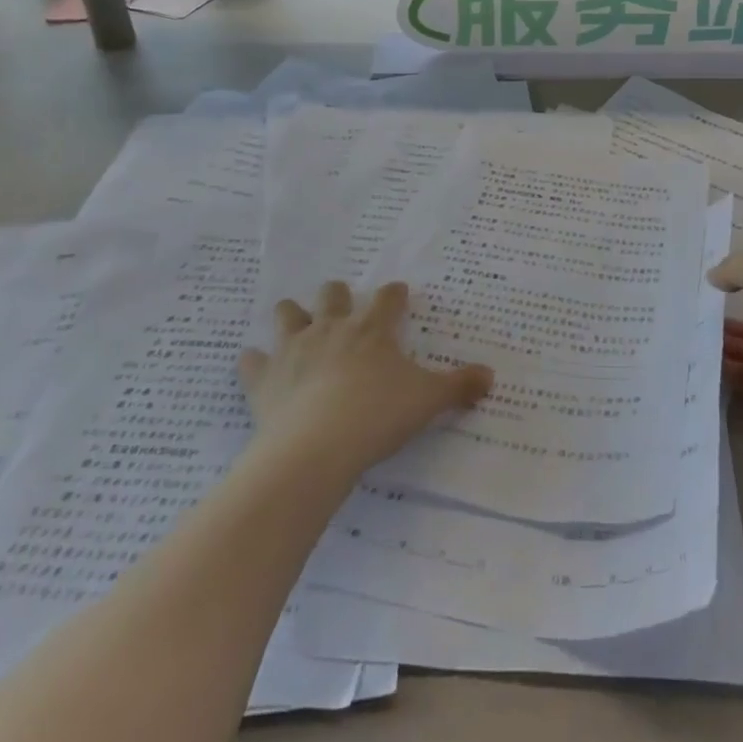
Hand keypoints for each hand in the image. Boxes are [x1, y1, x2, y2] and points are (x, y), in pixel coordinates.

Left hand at [238, 280, 492, 476]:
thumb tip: (491, 376)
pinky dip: (253, 362)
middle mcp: (332, 328)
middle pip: (332, 293)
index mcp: (372, 329)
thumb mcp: (428, 400)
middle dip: (337, 294)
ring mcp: (294, 349)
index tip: (399, 295)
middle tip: (344, 306)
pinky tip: (256, 366)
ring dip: (292, 315)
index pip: (388, 298)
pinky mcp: (263, 378)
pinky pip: (251, 361)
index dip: (395, 295)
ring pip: (288, 314)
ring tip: (296, 322)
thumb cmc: (377, 415)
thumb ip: (459, 386)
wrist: (315, 448)